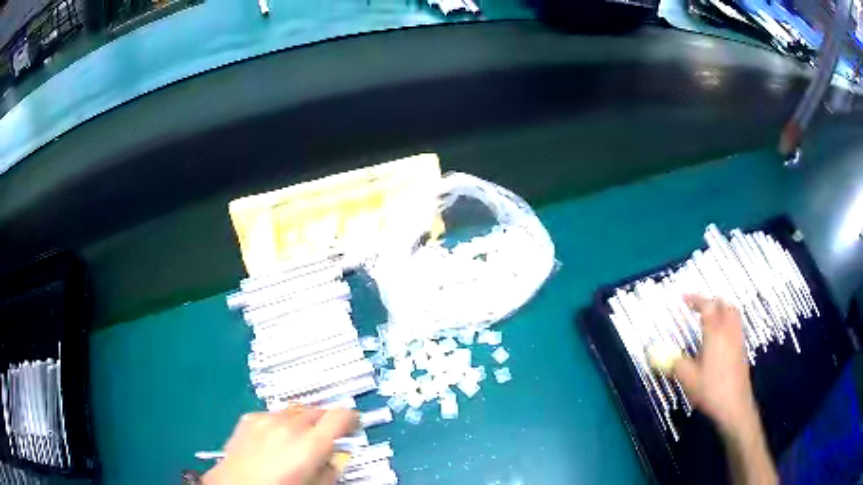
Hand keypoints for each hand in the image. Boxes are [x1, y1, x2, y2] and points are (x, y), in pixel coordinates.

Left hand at [203, 406, 357, 484]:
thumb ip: (331, 469)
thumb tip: (336, 456)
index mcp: (311, 444)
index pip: (341, 416)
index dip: (352, 419)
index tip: (353, 426)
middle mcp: (290, 424)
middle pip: (318, 411)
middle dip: (325, 423)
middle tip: (324, 440)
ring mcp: (267, 418)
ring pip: (296, 411)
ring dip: (302, 422)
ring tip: (297, 441)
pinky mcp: (249, 418)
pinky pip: (273, 414)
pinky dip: (280, 423)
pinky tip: (273, 440)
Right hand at [672, 295, 757, 436]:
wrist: (734, 405)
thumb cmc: (710, 390)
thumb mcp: (687, 378)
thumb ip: (674, 363)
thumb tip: (661, 355)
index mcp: (715, 332)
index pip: (707, 305)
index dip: (695, 299)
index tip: (683, 299)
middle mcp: (729, 330)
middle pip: (723, 304)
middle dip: (710, 302)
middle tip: (697, 307)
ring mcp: (738, 339)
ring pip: (732, 314)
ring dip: (721, 310)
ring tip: (709, 317)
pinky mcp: (742, 350)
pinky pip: (735, 326)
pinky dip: (727, 322)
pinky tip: (719, 337)